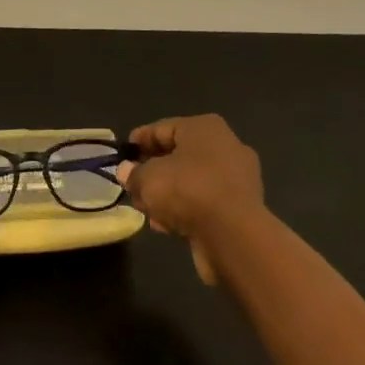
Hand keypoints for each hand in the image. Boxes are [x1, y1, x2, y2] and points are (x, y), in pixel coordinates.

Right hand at [121, 115, 265, 281]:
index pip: (162, 128)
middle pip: (178, 155)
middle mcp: (226, 146)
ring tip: (147, 210)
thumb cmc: (188, 191)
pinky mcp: (242, 208)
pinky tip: (166, 225)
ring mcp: (238, 178)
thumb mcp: (148, 179)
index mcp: (204, 128)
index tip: (122, 155)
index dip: (139, 141)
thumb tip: (127, 172)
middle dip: (153, 171)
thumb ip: (133, 174)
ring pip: (192, 182)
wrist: (234, 236)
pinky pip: (205, 203)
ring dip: (168, 195)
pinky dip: (186, 210)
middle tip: (133, 185)